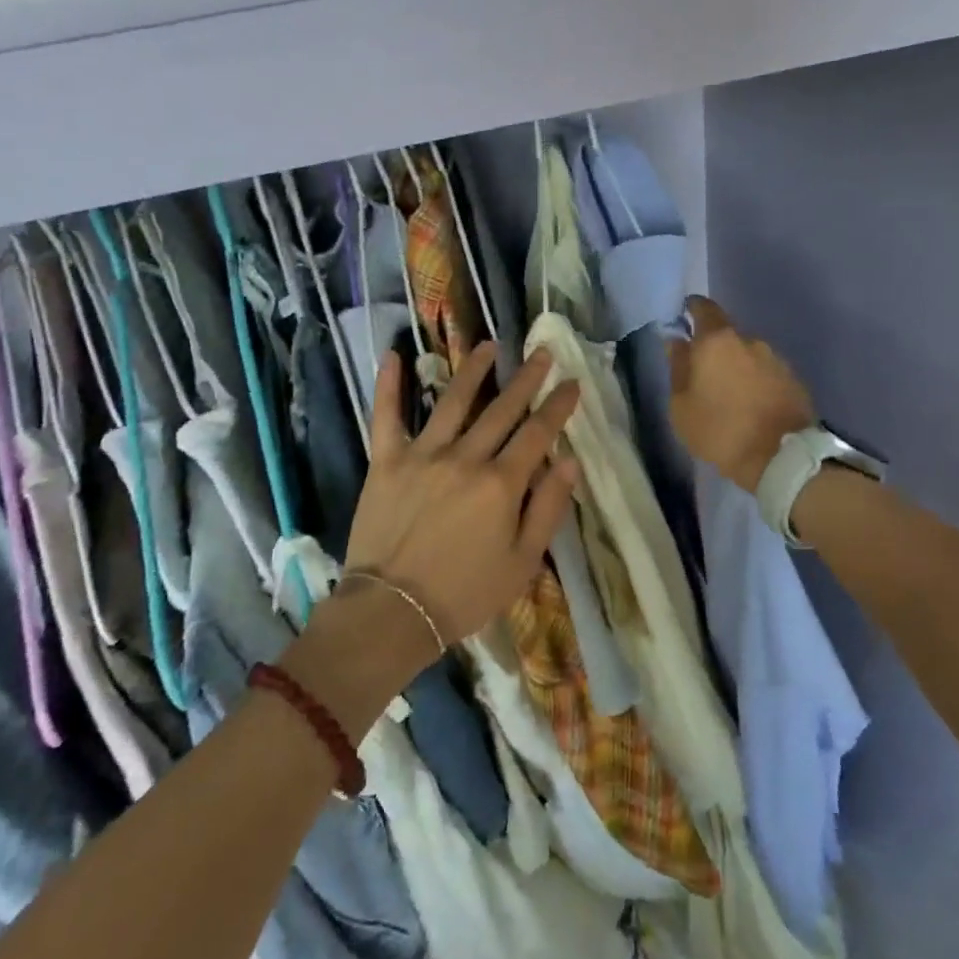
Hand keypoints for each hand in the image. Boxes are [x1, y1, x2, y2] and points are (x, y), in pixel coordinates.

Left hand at [344, 342, 580, 646]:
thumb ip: (548, 508)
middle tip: (540, 352)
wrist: (393, 613)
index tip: (572, 382)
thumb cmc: (465, 594)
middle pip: (502, 409)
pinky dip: (388, 386)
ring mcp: (422, 455)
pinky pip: (386, 417)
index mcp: (501, 484)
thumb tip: (569, 461)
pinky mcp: (386, 462)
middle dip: (526, 378)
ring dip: (473, 370)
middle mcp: (465, 458)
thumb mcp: (522, 562)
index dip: (558, 406)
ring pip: (452, 401)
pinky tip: (393, 356)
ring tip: (488, 345)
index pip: (538, 433)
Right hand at [666, 295, 815, 492]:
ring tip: (729, 394)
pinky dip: (756, 382)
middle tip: (704, 373)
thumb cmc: (720, 430)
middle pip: (727, 335)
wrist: (780, 459)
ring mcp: (776, 359)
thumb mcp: (681, 406)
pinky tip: (751, 404)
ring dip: (737, 367)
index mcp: (717, 342)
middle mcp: (750, 341)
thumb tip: (676, 342)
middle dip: (714, 349)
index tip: (686, 315)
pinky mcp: (794, 380)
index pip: (704, 309)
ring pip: (748, 355)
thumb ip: (677, 368)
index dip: (694, 309)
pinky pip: (767, 373)